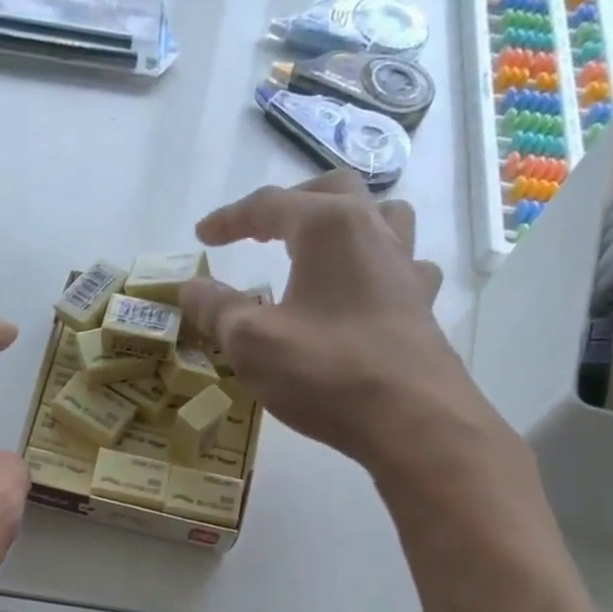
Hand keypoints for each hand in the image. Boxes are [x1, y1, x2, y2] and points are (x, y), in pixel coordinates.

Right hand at [179, 170, 499, 478]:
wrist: (411, 420)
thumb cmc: (325, 372)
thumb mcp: (252, 343)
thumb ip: (218, 309)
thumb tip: (190, 287)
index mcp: (329, 227)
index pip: (270, 204)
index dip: (230, 218)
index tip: (203, 236)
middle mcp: (374, 232)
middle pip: (332, 191)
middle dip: (291, 203)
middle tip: (262, 229)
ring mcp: (406, 268)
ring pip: (382, 217)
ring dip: (347, 221)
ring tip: (322, 245)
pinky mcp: (422, 305)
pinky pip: (403, 266)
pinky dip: (379, 267)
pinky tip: (366, 291)